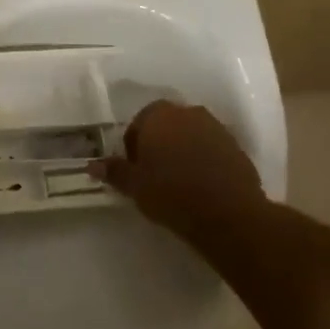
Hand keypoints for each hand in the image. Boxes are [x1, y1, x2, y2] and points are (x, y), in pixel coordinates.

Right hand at [91, 101, 263, 227]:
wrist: (229, 215)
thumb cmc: (172, 193)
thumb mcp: (135, 186)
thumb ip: (114, 171)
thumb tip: (91, 166)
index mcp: (158, 115)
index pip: (138, 123)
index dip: (134, 146)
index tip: (135, 170)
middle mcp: (188, 113)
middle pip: (166, 126)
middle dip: (159, 145)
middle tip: (154, 175)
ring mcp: (216, 128)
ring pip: (190, 136)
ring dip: (183, 152)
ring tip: (179, 182)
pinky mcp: (238, 148)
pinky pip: (212, 149)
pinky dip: (204, 161)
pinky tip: (201, 186)